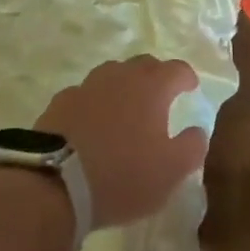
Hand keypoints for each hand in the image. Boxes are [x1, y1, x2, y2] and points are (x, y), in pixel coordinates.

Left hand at [34, 56, 207, 228]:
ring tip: (125, 106)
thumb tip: (197, 130)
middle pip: (144, 64)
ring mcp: (87, 86)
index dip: (187, 77)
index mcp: (152, 87)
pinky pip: (84, 94)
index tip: (191, 87)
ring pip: (112, 74)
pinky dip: (94, 102)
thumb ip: (192, 146)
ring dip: (123, 85)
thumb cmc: (122, 176)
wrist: (53, 186)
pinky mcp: (59, 103)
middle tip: (160, 95)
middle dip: (156, 76)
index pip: (177, 69)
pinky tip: (91, 122)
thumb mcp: (170, 171)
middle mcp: (121, 76)